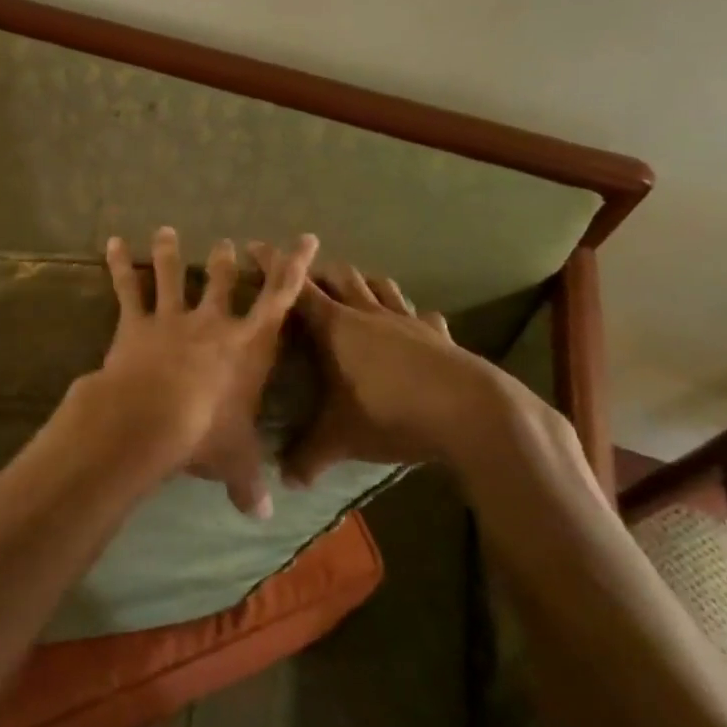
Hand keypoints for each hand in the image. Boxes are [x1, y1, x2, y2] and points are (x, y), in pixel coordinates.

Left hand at [63, 227, 319, 518]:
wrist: (151, 418)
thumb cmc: (205, 435)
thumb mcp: (235, 462)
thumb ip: (250, 484)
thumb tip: (265, 516)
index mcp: (249, 346)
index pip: (280, 298)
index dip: (294, 266)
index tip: (305, 239)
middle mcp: (213, 323)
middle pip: (223, 281)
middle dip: (227, 261)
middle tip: (227, 244)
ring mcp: (172, 318)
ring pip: (173, 276)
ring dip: (170, 252)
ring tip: (166, 231)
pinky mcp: (136, 323)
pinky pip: (128, 288)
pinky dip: (120, 264)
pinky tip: (113, 242)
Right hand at [247, 249, 516, 484]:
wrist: (470, 412)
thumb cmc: (391, 413)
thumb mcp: (341, 438)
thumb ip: (308, 455)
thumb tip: (283, 479)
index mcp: (336, 326)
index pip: (296, 289)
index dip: (274, 266)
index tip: (255, 247)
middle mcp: (368, 314)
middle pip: (340, 277)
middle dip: (319, 272)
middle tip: (304, 278)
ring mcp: (408, 321)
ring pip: (380, 286)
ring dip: (364, 283)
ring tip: (355, 288)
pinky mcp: (440, 336)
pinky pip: (425, 317)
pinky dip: (415, 316)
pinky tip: (418, 324)